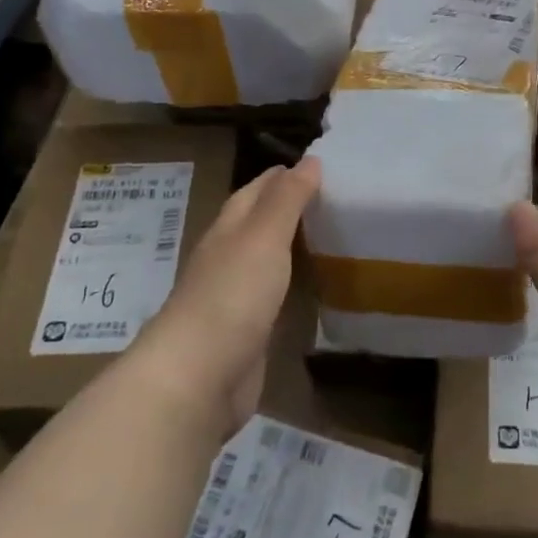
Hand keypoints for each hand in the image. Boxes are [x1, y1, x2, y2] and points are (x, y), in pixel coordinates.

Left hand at [142, 158, 321, 438]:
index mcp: (230, 228)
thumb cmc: (232, 295)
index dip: (287, 174)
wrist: (198, 378)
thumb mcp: (263, 236)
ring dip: (294, 245)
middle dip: (293, 207)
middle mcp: (229, 256)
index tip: (324, 165)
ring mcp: (236, 295)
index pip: (259, 189)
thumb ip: (287, 199)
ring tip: (336, 234)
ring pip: (269, 258)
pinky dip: (295, 283)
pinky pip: (276, 295)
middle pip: (261, 222)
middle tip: (339, 197)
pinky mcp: (248, 331)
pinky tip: (318, 285)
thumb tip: (310, 159)